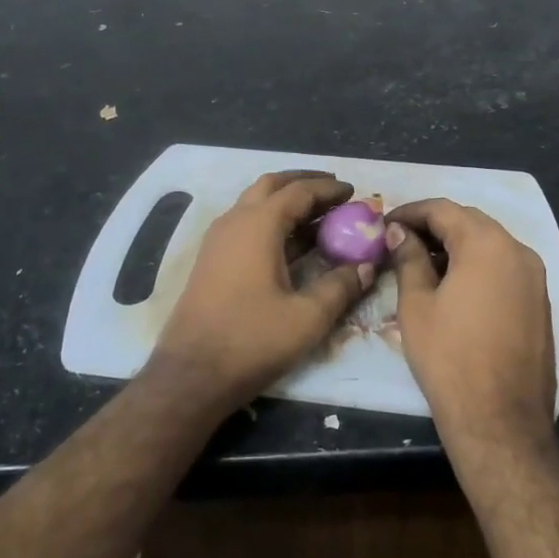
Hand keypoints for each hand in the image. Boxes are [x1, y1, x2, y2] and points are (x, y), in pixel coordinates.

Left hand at [146, 171, 374, 413]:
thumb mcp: (307, 317)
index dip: (328, 189)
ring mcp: (218, 239)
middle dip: (304, 183)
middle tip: (334, 193)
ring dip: (286, 202)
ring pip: (255, 203)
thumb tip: (367, 267)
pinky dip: (272, 221)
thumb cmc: (252, 340)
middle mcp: (234, 221)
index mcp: (258, 225)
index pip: (298, 191)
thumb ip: (340, 286)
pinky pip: (246, 224)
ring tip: (319, 216)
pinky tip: (291, 244)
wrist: (191, 374)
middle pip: (271, 186)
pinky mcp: (212, 259)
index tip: (354, 191)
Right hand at [385, 200, 556, 467]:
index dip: (410, 212)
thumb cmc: (449, 358)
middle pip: (470, 221)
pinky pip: (504, 267)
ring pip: (490, 243)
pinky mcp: (540, 301)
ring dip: (456, 245)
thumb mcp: (417, 305)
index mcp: (487, 244)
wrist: (501, 420)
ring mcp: (535, 276)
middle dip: (434, 226)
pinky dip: (477, 265)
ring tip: (422, 263)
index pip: (443, 209)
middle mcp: (518, 250)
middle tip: (400, 240)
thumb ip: (408, 258)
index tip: (385, 223)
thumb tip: (400, 232)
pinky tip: (454, 285)